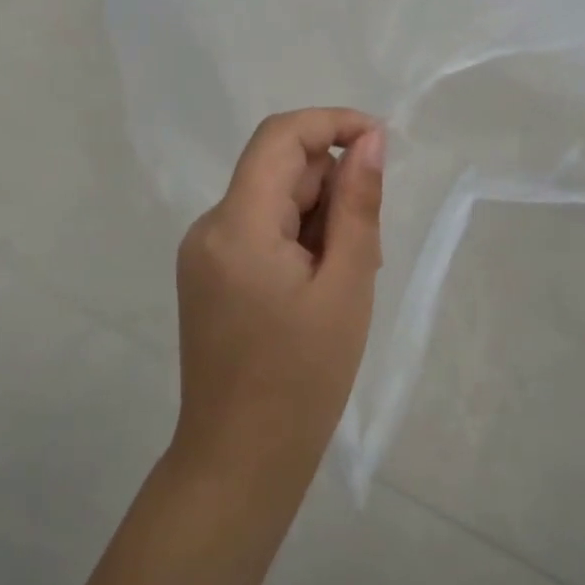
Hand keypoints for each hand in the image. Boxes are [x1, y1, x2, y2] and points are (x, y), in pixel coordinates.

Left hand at [170, 109, 386, 505]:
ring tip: (344, 283)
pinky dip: (298, 243)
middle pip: (279, 172)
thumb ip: (357, 204)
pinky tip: (319, 290)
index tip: (381, 143)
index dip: (332, 124)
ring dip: (319, 222)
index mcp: (237, 225)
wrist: (241, 461)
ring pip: (274, 202)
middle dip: (331, 191)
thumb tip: (370, 140)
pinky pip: (261, 232)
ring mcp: (203, 253)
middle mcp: (209, 227)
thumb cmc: (303, 377)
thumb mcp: (346, 284)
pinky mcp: (209, 275)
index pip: (280, 137)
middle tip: (367, 252)